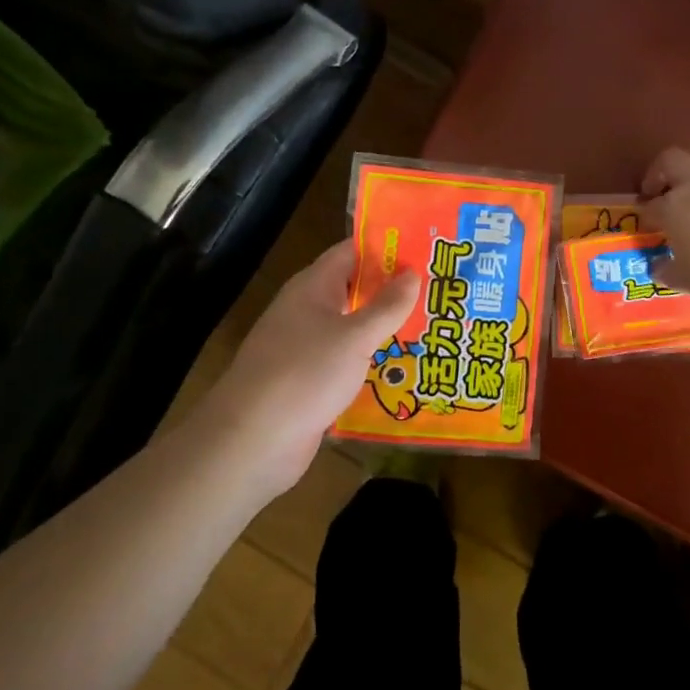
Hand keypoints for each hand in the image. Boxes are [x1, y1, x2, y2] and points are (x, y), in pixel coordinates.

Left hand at [186, 242, 419, 500]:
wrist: (250, 442)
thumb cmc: (304, 374)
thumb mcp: (354, 337)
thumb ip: (386, 305)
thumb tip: (412, 272)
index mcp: (313, 286)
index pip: (352, 252)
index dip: (386, 246)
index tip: (425, 247)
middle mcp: (308, 310)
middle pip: (355, 289)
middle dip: (393, 289)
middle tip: (439, 287)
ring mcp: (306, 347)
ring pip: (353, 328)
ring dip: (386, 327)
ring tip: (433, 325)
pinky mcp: (309, 382)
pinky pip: (347, 361)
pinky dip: (372, 361)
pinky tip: (404, 368)